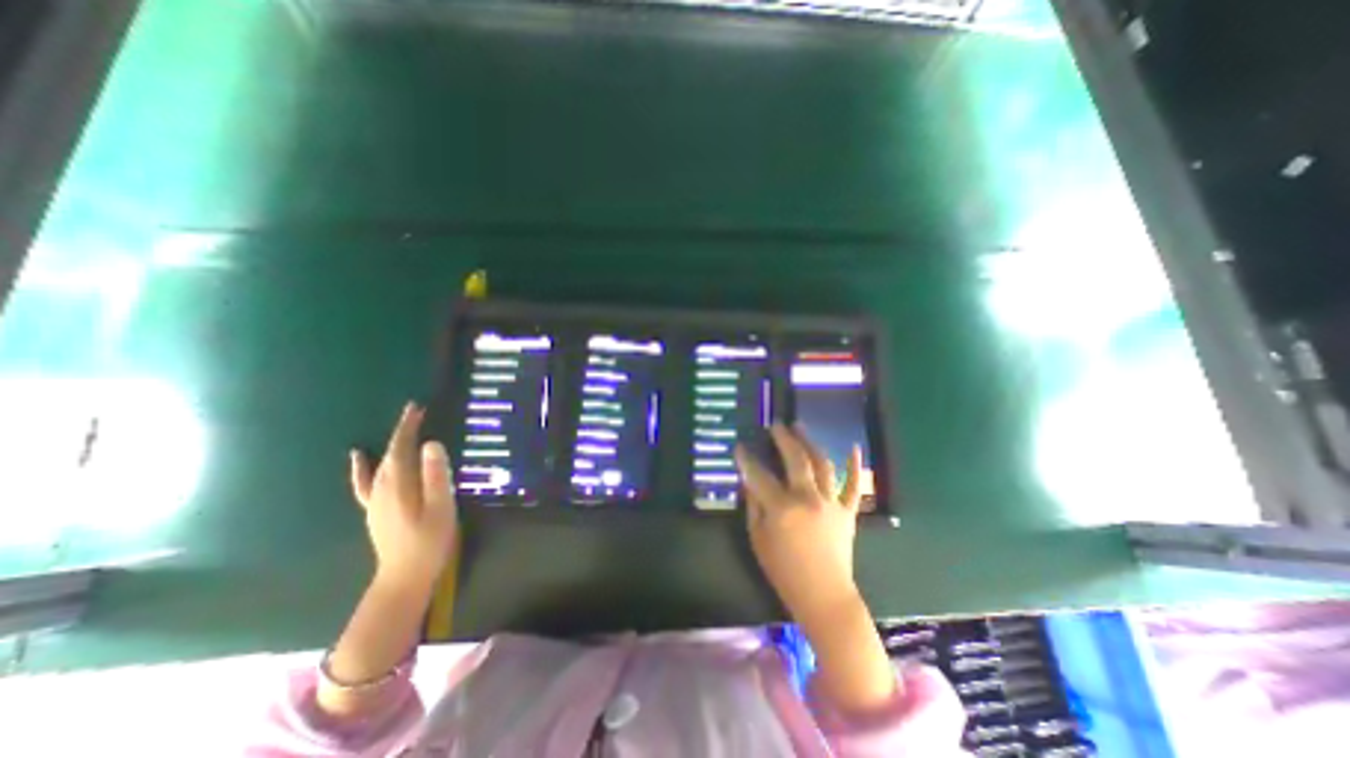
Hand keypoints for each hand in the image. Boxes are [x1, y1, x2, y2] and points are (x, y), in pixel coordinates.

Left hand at [346, 405, 457, 588]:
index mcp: (398, 484)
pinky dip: (361, 467)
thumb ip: (435, 475)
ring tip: (403, 429)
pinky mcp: (375, 509)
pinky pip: (364, 482)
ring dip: (392, 444)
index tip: (416, 408)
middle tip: (418, 413)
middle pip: (390, 452)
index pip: (401, 448)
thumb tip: (431, 444)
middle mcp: (382, 487)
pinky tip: (357, 457)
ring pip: (381, 463)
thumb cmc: (429, 541)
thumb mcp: (441, 507)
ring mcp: (375, 499)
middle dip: (402, 431)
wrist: (404, 576)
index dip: (408, 427)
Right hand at [736, 427, 864, 628]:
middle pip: (795, 459)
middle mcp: (808, 499)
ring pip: (822, 464)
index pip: (759, 475)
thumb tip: (750, 481)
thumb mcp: (758, 539)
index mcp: (782, 508)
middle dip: (783, 438)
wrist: (824, 596)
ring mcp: (830, 503)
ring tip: (800, 426)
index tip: (740, 446)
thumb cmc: (784, 571)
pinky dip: (854, 465)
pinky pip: (853, 485)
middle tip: (776, 424)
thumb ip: (754, 506)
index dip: (747, 459)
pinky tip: (853, 446)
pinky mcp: (847, 512)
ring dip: (810, 442)